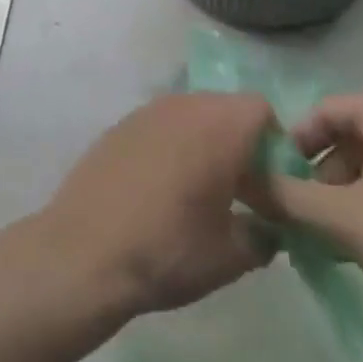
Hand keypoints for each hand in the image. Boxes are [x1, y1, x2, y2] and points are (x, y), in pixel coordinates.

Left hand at [38, 92, 278, 316]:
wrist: (85, 250)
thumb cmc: (169, 249)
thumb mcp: (232, 255)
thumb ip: (264, 234)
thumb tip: (268, 227)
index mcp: (217, 126)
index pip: (262, 110)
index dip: (277, 144)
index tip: (274, 186)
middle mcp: (181, 106)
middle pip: (226, 110)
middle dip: (242, 145)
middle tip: (244, 195)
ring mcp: (144, 112)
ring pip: (192, 116)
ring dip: (206, 145)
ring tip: (204, 195)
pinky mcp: (118, 126)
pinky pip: (161, 126)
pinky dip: (174, 147)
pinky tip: (164, 190)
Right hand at [268, 93, 362, 339]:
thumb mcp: (345, 221)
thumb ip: (285, 198)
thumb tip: (240, 181)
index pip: (322, 113)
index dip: (292, 149)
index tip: (282, 190)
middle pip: (354, 139)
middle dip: (327, 181)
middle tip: (316, 225)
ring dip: (358, 199)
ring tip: (353, 246)